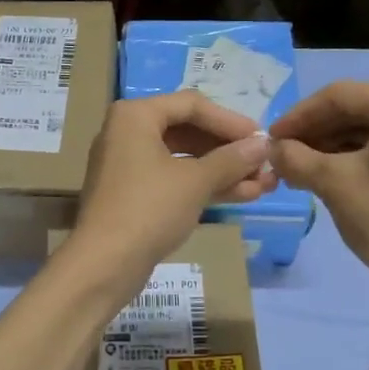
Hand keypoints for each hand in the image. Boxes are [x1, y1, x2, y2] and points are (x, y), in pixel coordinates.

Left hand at [70, 92, 275, 283]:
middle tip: (264, 163)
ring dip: (224, 170)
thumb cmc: (149, 209)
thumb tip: (264, 144)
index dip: (230, 121)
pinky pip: (175, 179)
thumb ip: (232, 159)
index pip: (192, 104)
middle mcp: (128, 132)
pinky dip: (205, 185)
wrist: (104, 265)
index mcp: (135, 115)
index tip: (262, 138)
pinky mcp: (134, 194)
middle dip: (229, 149)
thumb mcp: (196, 181)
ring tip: (264, 183)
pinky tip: (244, 195)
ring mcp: (129, 165)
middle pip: (188, 130)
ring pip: (185, 158)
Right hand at [269, 81, 368, 305]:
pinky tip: (325, 173)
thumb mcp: (333, 183)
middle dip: (315, 131)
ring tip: (297, 167)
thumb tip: (272, 149)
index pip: (339, 96)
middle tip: (282, 154)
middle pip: (356, 108)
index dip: (298, 116)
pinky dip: (354, 155)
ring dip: (331, 144)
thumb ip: (295, 158)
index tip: (270, 138)